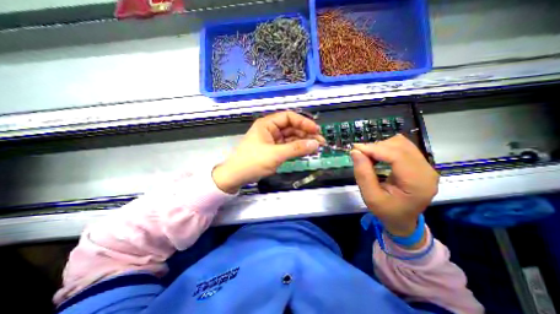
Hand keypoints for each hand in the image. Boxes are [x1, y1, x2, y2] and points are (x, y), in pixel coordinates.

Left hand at [211, 111, 326, 192]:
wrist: (236, 176)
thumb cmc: (252, 162)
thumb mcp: (275, 154)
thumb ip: (296, 149)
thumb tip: (316, 143)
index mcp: (267, 124)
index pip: (289, 117)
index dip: (303, 122)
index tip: (316, 130)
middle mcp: (270, 129)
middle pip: (291, 127)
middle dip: (306, 133)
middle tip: (320, 141)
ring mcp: (272, 140)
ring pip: (291, 137)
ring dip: (303, 141)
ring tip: (316, 147)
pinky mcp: (273, 150)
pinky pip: (288, 146)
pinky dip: (297, 148)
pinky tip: (306, 151)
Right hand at [351, 134, 439, 237]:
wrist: (403, 220)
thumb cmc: (386, 211)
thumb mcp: (370, 197)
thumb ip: (363, 174)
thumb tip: (355, 152)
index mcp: (417, 183)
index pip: (397, 156)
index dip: (375, 149)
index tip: (356, 149)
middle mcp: (427, 171)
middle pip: (400, 146)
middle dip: (376, 147)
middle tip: (360, 154)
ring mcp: (426, 166)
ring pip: (402, 143)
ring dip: (381, 146)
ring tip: (368, 156)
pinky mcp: (421, 164)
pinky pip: (403, 147)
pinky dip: (387, 148)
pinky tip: (378, 156)